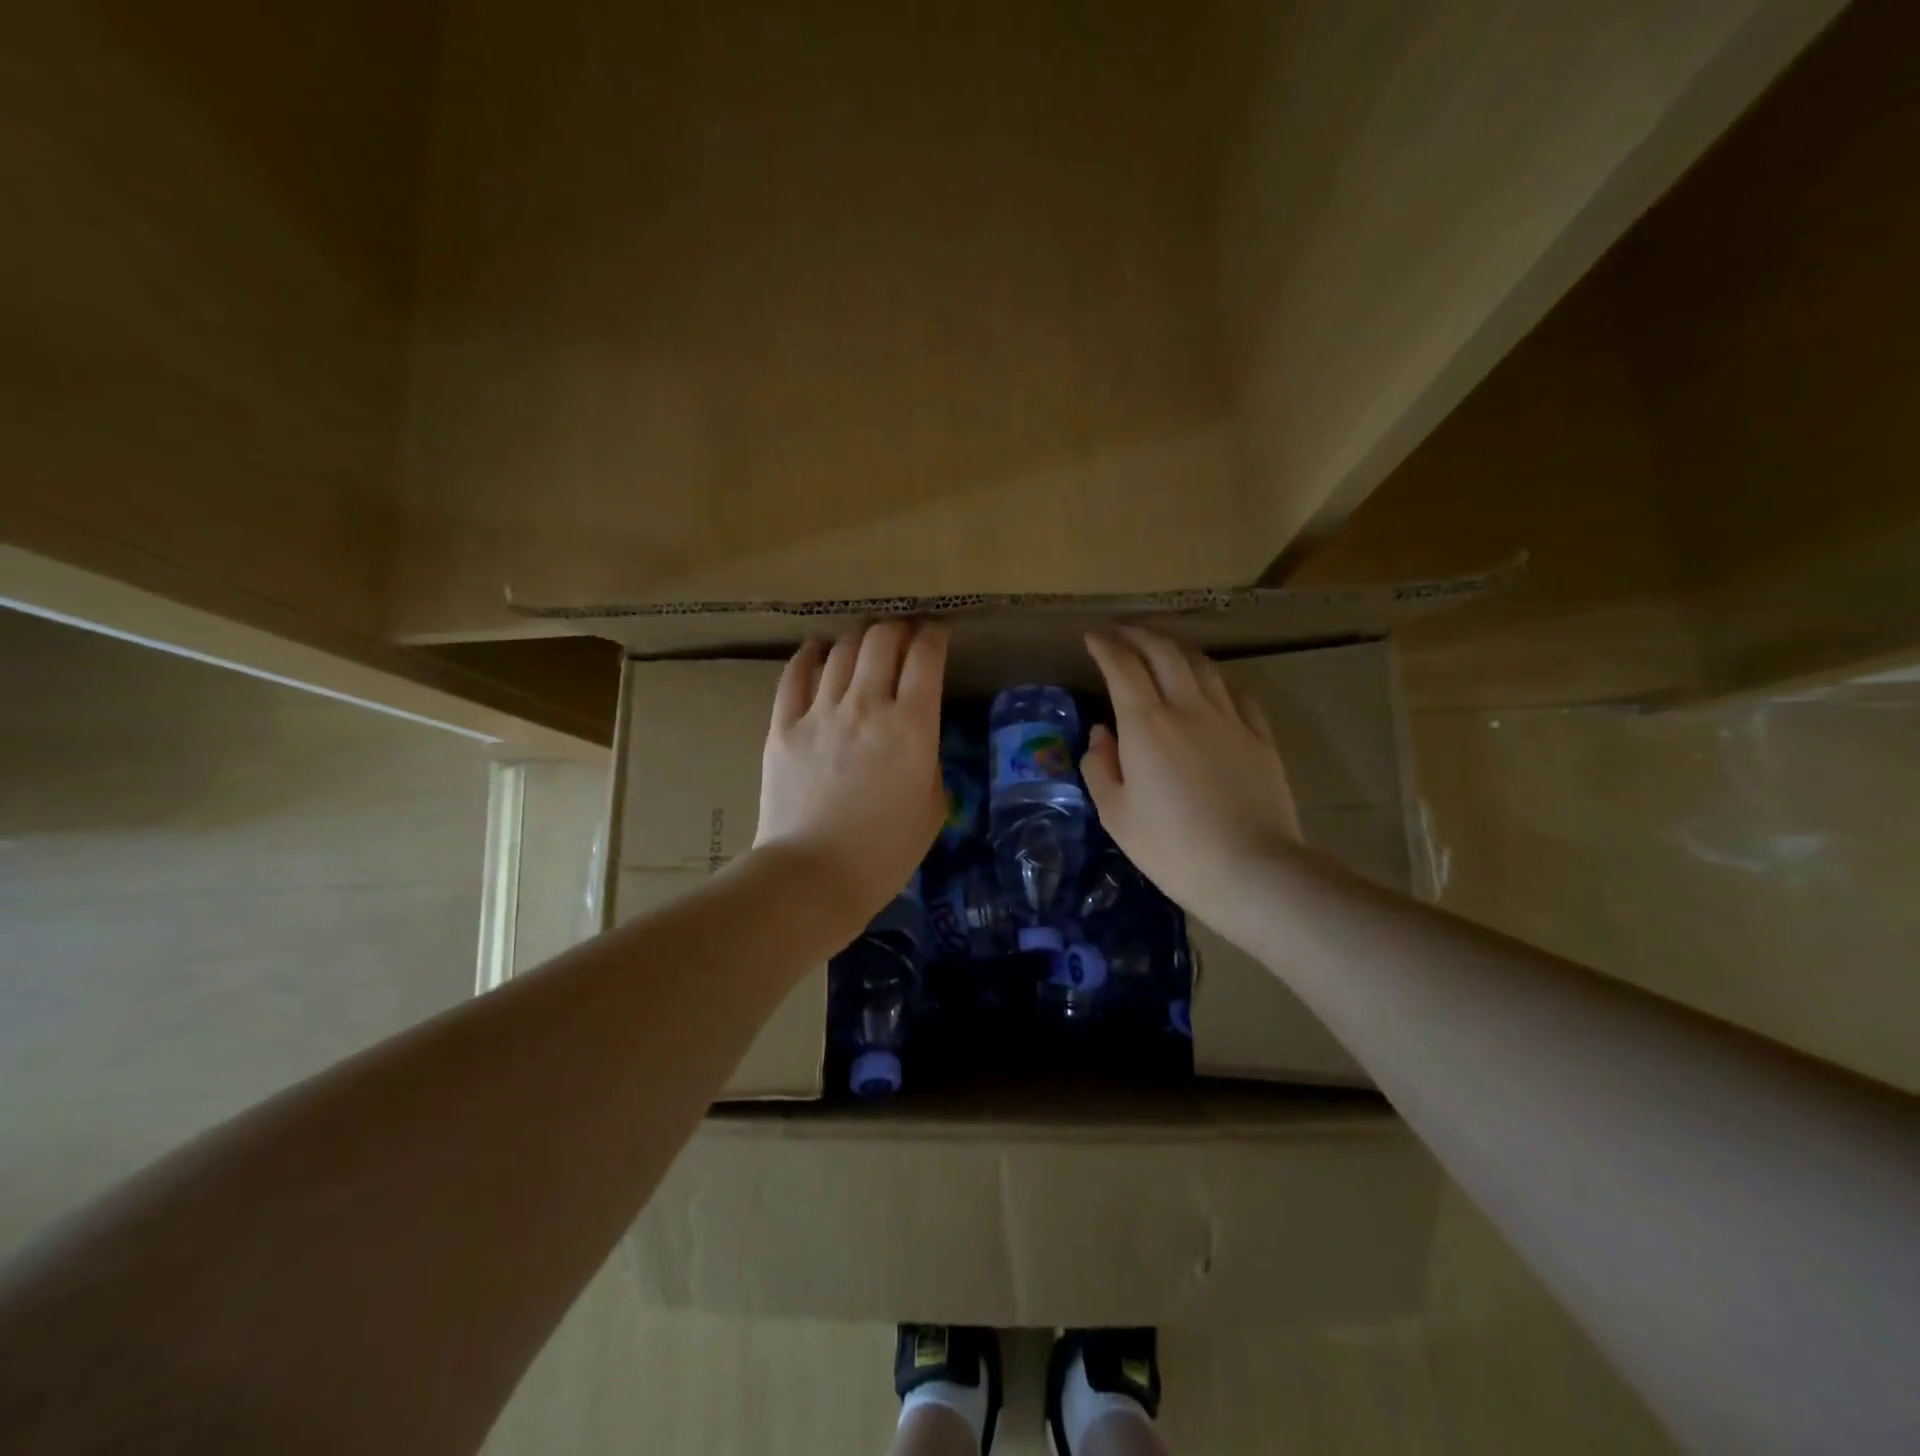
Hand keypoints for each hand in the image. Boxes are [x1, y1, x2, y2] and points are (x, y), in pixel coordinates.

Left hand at [755, 621, 946, 938]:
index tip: (937, 637)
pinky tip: (819, 650)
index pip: (926, 656)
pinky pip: (795, 673)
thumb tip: (915, 737)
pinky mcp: (783, 725)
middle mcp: (866, 705)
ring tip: (865, 646)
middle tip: (904, 638)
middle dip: (898, 629)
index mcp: (912, 726)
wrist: (814, 876)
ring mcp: (820, 711)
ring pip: (841, 650)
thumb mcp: (933, 807)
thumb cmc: (885, 852)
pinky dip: (811, 654)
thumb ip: (929, 759)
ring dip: (859, 639)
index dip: (935, 637)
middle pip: (882, 640)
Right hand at [1082, 626, 1302, 934]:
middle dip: (1139, 634)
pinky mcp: (1260, 737)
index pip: (1123, 667)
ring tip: (1161, 648)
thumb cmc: (1172, 848)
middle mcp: (1188, 708)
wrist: (1250, 870)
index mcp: (1147, 725)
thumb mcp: (1116, 814)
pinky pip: (1235, 692)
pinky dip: (1214, 678)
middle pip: (1164, 652)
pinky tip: (1209, 684)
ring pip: (1202, 665)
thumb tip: (1102, 734)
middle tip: (1122, 632)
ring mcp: (1230, 719)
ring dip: (1176, 648)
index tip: (1092, 638)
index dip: (1105, 646)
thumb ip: (1101, 766)